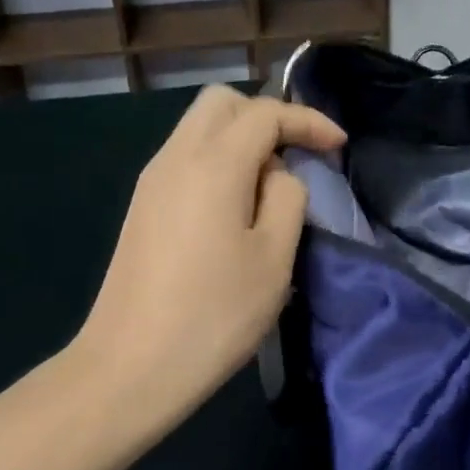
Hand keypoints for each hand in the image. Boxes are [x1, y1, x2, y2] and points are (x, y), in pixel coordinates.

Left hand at [72, 86, 344, 443]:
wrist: (131, 366)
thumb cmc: (214, 314)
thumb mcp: (274, 258)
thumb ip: (288, 199)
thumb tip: (278, 177)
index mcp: (213, 164)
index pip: (265, 113)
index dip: (308, 121)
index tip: (339, 146)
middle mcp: (175, 157)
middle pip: (222, 103)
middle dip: (268, 117)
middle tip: (298, 156)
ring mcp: (151, 181)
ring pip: (199, 127)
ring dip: (241, 139)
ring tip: (271, 187)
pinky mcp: (142, 206)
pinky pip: (185, 157)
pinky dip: (218, 161)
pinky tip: (235, 206)